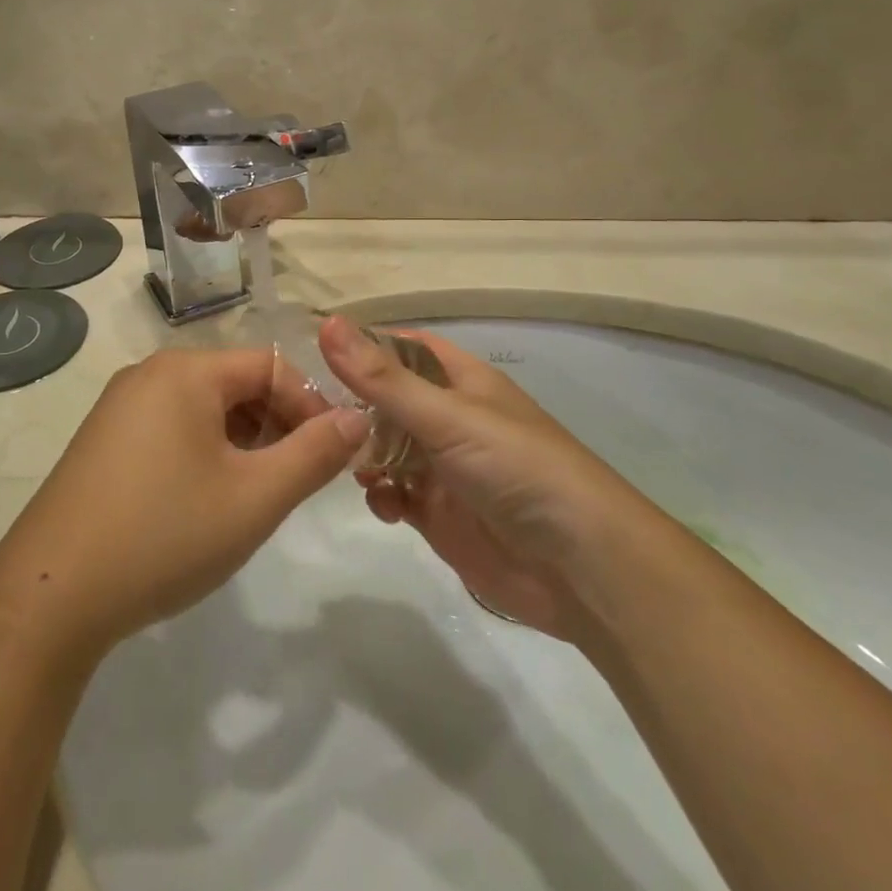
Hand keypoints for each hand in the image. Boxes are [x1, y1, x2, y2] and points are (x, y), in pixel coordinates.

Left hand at [0, 348, 368, 662]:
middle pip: (235, 383)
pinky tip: (204, 501)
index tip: (330, 456)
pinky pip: (171, 428)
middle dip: (276, 424)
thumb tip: (357, 417)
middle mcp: (149, 374)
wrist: (51, 595)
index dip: (309, 405)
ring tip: (252, 496)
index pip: (270, 365)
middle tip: (292, 481)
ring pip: (204, 409)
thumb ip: (315, 453)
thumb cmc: (165, 534)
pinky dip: (203, 452)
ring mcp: (120, 407)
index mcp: (185, 371)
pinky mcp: (103, 440)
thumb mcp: (255, 497)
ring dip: (241, 442)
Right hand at [319, 317, 651, 641]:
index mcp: (460, 382)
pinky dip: (381, 495)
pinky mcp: (439, 515)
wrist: (580, 567)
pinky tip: (384, 503)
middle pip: (387, 401)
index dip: (365, 346)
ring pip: (385, 448)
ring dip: (363, 453)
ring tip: (349, 463)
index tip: (315, 352)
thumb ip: (382, 378)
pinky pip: (394, 494)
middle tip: (310, 416)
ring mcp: (443, 468)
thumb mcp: (446, 416)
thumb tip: (326, 323)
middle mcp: (449, 419)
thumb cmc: (516, 468)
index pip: (404, 348)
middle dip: (353, 407)